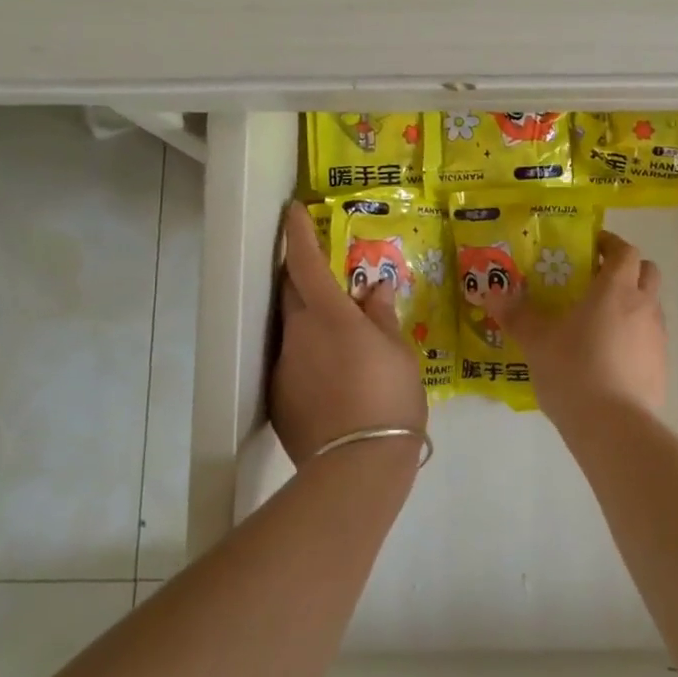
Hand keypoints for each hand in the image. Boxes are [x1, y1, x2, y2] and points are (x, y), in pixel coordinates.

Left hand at [270, 202, 428, 468]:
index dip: (297, 233)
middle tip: (326, 274)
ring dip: (309, 319)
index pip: (304, 262)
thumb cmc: (389, 397)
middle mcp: (297, 333)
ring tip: (340, 336)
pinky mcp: (279, 397)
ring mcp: (284, 366)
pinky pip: (293, 361)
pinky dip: (309, 355)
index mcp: (328, 315)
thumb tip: (374, 289)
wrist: (358, 466)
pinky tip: (334, 376)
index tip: (292, 210)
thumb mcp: (398, 351)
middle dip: (302, 275)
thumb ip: (382, 315)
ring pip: (292, 328)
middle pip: (291, 291)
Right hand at [484, 231, 666, 426]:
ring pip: (652, 305)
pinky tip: (610, 357)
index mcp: (615, 289)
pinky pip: (651, 339)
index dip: (610, 244)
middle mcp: (643, 306)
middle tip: (597, 280)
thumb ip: (517, 315)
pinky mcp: (662, 367)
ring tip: (600, 322)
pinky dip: (635, 337)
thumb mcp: (536, 342)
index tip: (591, 247)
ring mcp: (657, 337)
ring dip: (633, 303)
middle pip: (648, 271)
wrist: (613, 427)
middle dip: (627, 269)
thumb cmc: (573, 371)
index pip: (624, 251)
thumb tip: (492, 293)